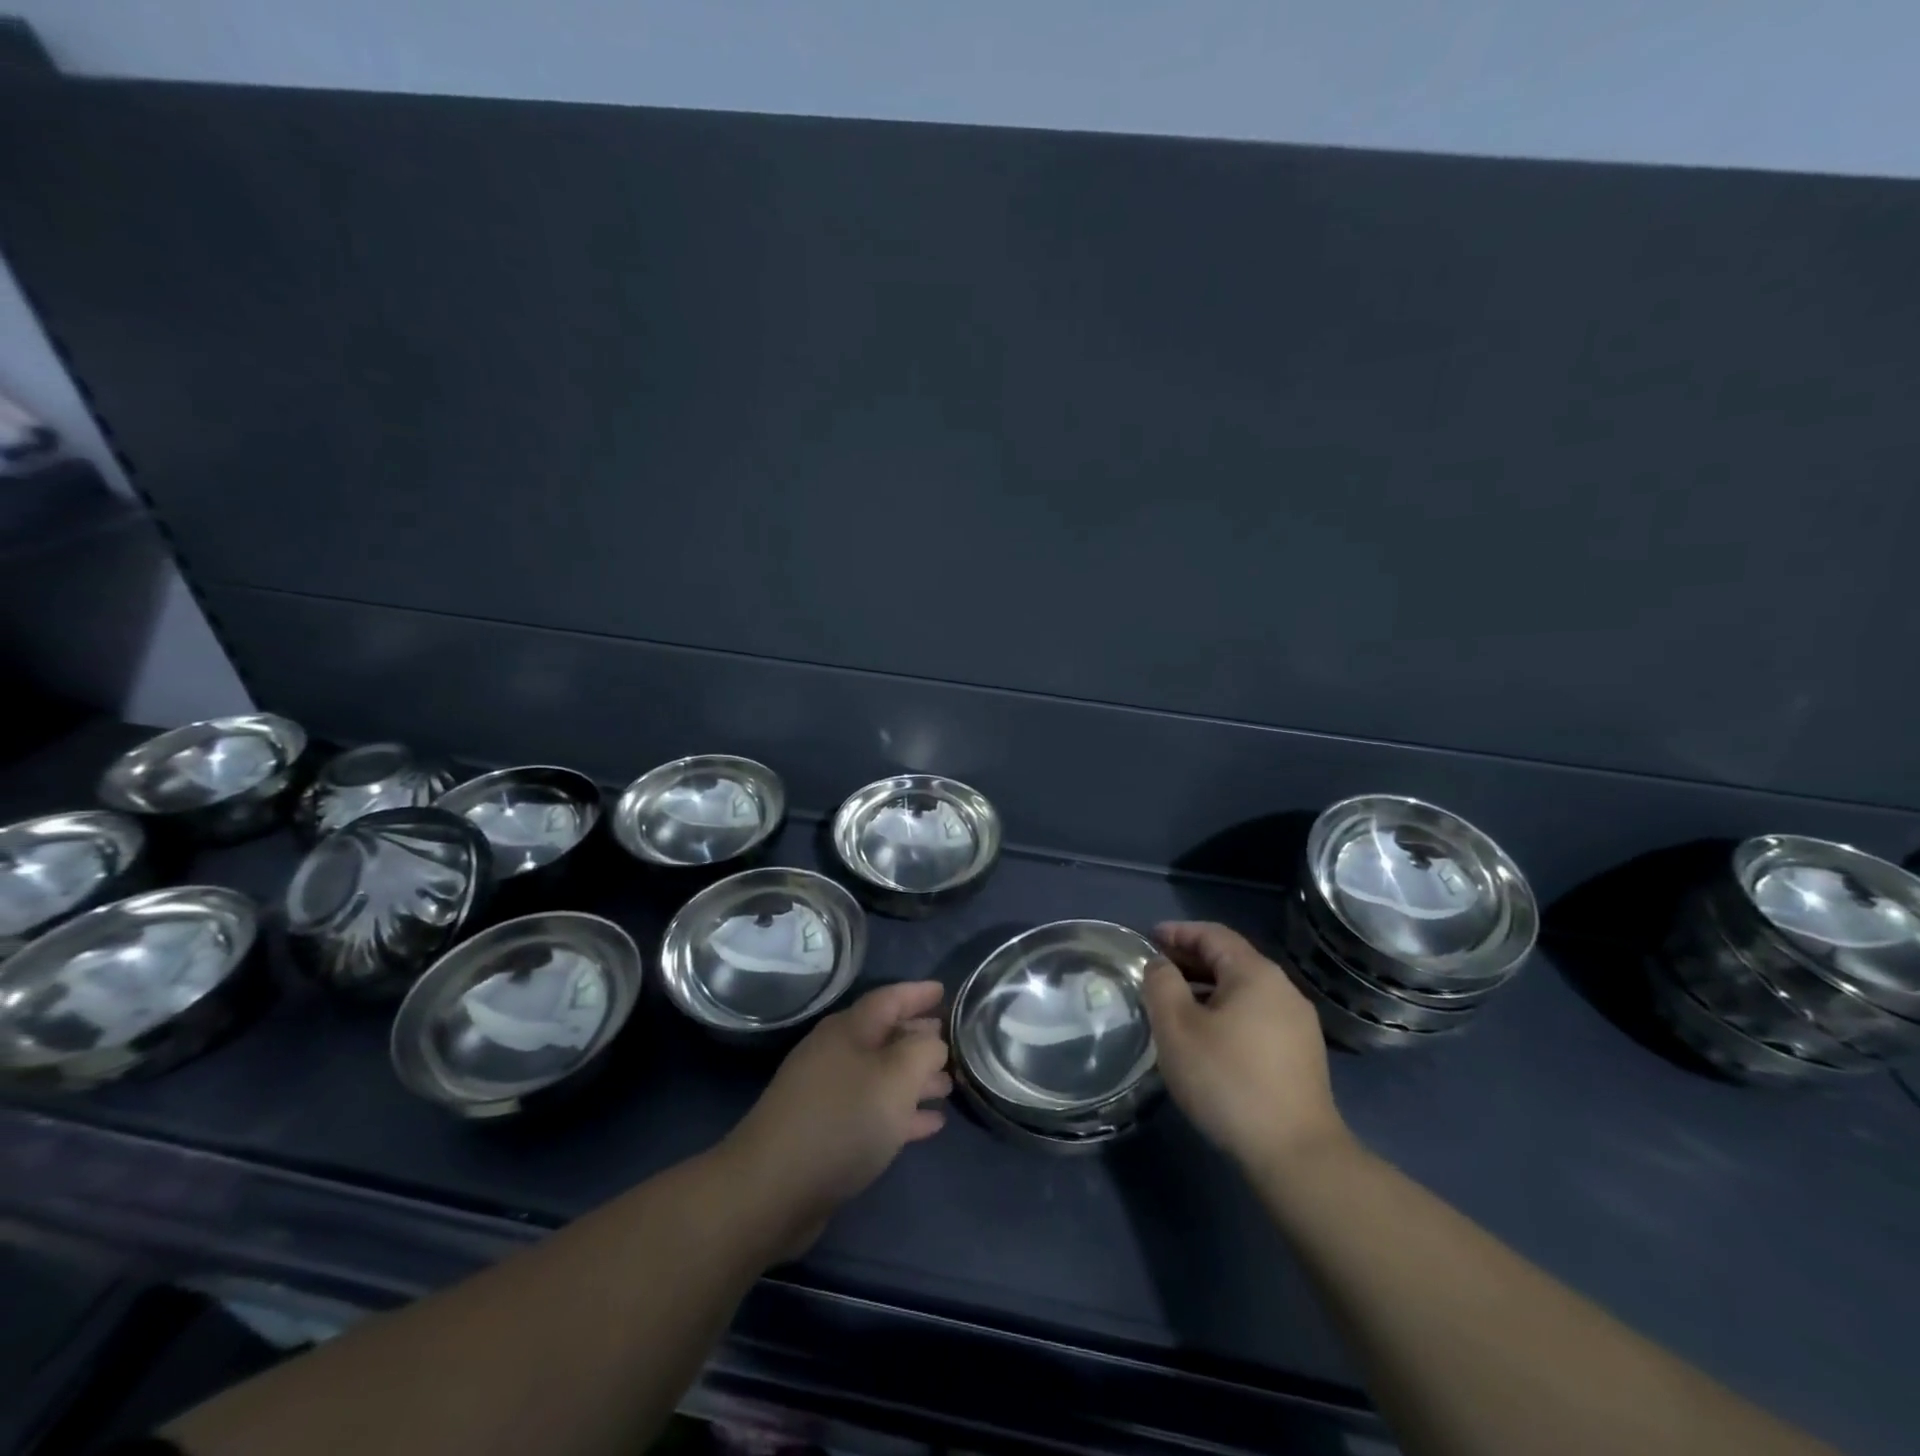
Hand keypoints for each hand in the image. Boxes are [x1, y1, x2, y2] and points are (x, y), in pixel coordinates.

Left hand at [721, 981, 951, 1253]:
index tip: (945, 991)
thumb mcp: (896, 1077)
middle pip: (885, 1036)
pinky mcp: (826, 1133)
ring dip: (914, 1078)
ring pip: (881, 1076)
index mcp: (849, 1030)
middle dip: (919, 1037)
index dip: (918, 993)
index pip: (890, 998)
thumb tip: (932, 1041)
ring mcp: (828, 1094)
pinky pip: (873, 1111)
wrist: (772, 1189)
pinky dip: (902, 1113)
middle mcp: (837, 1054)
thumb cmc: (842, 1120)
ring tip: (948, 1086)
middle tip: (952, 1042)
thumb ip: (923, 1051)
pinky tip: (930, 1124)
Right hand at [1143, 921, 1347, 1173]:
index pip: (1213, 934)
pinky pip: (1256, 1016)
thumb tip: (1161, 964)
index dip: (1178, 932)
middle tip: (1156, 971)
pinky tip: (1208, 1037)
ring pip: (1244, 991)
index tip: (1148, 938)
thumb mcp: (1177, 1028)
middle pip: (1231, 960)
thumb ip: (1162, 984)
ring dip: (1207, 989)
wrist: (1296, 1153)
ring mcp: (1298, 1024)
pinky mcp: (1302, 1055)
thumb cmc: (1228, 1080)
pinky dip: (1227, 1012)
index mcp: (1256, 974)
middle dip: (1191, 960)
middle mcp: (1283, 989)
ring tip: (1175, 1005)